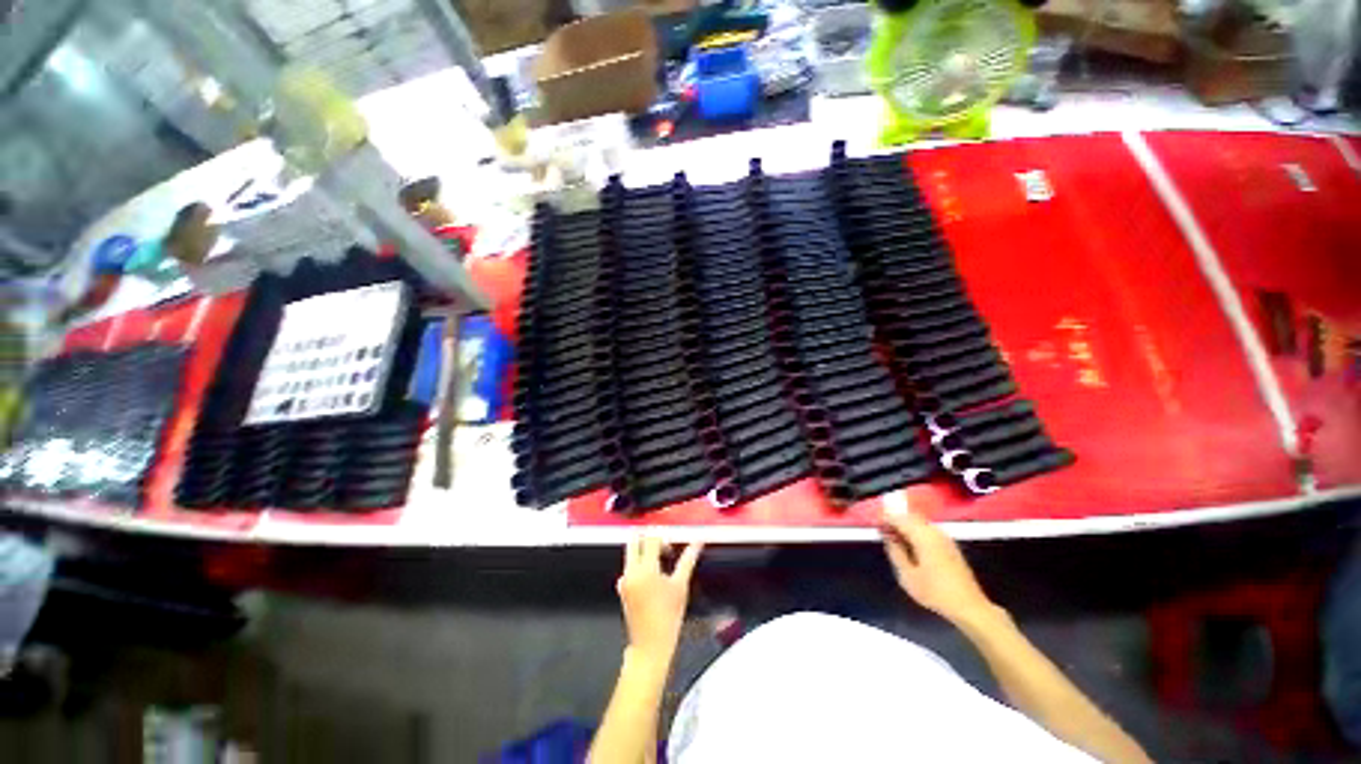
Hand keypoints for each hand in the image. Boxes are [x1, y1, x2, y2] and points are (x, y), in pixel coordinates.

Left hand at [616, 537, 702, 666]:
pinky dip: (639, 563)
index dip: (663, 537)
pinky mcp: (622, 587)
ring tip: (661, 563)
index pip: (651, 538)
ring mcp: (624, 578)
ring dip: (644, 550)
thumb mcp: (681, 585)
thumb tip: (698, 542)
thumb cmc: (669, 616)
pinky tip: (653, 577)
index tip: (673, 546)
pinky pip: (629, 566)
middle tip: (663, 546)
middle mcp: (631, 570)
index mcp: (645, 568)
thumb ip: (688, 559)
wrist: (650, 645)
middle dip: (648, 537)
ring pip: (630, 551)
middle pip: (634, 539)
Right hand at [881, 505, 994, 625]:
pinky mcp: (950, 545)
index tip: (875, 524)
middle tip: (883, 531)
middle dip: (895, 520)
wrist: (969, 606)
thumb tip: (888, 536)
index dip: (885, 518)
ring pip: (919, 523)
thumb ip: (895, 552)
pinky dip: (916, 533)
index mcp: (923, 536)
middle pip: (910, 517)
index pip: (899, 518)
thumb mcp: (907, 575)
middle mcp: (934, 531)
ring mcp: (944, 537)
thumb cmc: (935, 592)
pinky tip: (911, 546)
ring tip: (895, 539)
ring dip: (906, 526)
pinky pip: (928, 531)